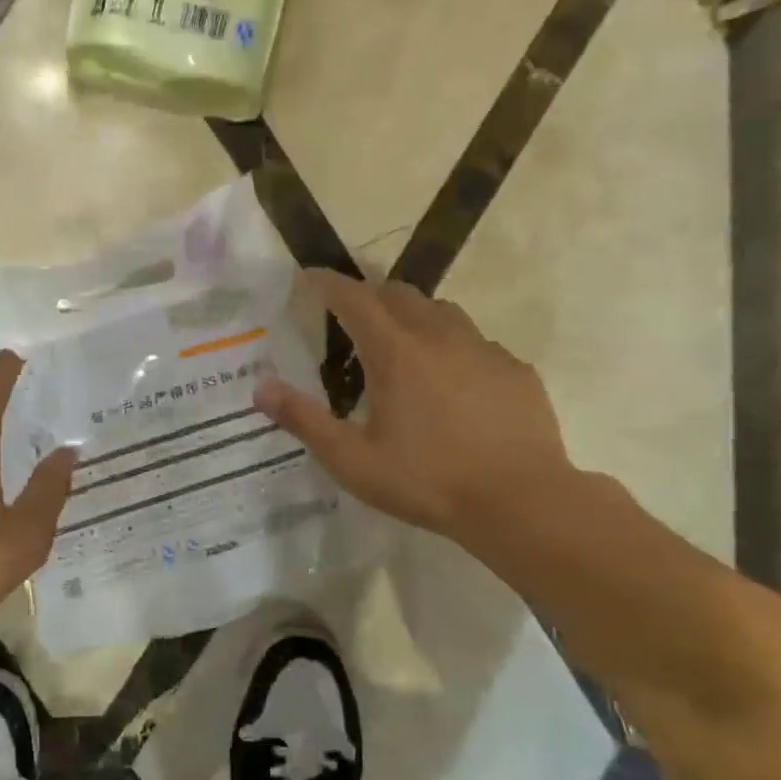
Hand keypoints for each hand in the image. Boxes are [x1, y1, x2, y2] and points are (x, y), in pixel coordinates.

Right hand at [255, 269, 574, 542]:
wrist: (521, 502)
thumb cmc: (427, 481)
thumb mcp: (352, 460)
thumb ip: (304, 420)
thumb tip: (260, 387)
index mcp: (396, 352)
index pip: (354, 297)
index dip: (327, 283)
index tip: (309, 277)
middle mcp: (440, 336)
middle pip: (399, 293)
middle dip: (369, 294)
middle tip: (351, 318)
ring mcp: (484, 349)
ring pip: (442, 311)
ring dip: (413, 316)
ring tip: (401, 346)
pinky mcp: (515, 369)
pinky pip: (476, 342)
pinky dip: (453, 347)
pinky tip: (452, 383)